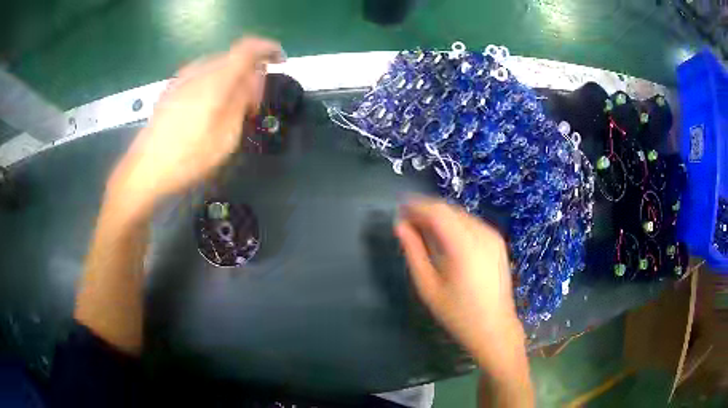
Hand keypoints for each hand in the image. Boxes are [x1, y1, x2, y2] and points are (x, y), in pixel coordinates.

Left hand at [108, 37, 283, 214]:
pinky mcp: (171, 89)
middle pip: (233, 57)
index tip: (279, 61)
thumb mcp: (227, 135)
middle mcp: (198, 70)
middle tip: (255, 98)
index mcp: (216, 78)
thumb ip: (243, 100)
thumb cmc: (188, 157)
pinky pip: (201, 75)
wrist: (145, 169)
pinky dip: (215, 83)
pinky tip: (211, 107)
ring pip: (216, 66)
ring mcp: (182, 78)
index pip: (248, 48)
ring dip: (232, 78)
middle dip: (250, 70)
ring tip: (233, 105)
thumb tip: (254, 78)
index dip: (268, 49)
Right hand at [395, 197, 525, 371]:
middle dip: (426, 210)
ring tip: (421, 230)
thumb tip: (400, 226)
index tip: (399, 210)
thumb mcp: (428, 287)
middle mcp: (482, 234)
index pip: (437, 211)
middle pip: (449, 210)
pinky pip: (471, 223)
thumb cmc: (458, 314)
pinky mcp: (497, 242)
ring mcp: (493, 237)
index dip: (416, 206)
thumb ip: (413, 252)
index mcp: (464, 246)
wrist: (494, 329)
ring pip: (460, 215)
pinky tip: (443, 238)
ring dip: (439, 217)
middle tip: (407, 221)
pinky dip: (453, 224)